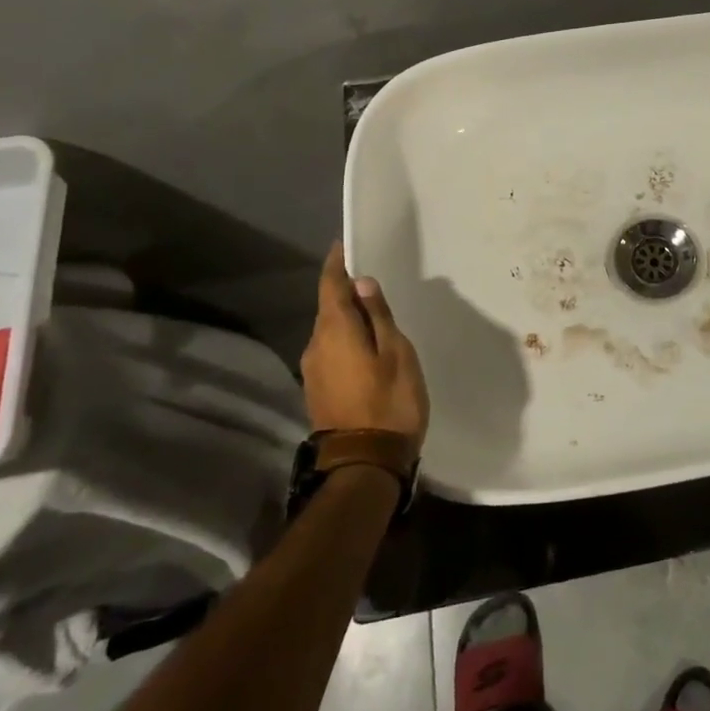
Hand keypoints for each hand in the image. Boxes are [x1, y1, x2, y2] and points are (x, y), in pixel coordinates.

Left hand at [300, 243, 429, 454]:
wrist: (364, 464)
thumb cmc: (389, 401)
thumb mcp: (396, 352)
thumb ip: (378, 316)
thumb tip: (362, 283)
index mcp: (335, 331)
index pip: (330, 286)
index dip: (336, 264)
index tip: (344, 245)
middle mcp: (315, 346)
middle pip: (328, 308)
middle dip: (346, 292)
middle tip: (371, 280)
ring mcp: (313, 371)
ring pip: (330, 332)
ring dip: (347, 319)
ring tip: (374, 314)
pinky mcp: (318, 390)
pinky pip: (331, 351)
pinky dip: (346, 340)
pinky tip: (365, 346)